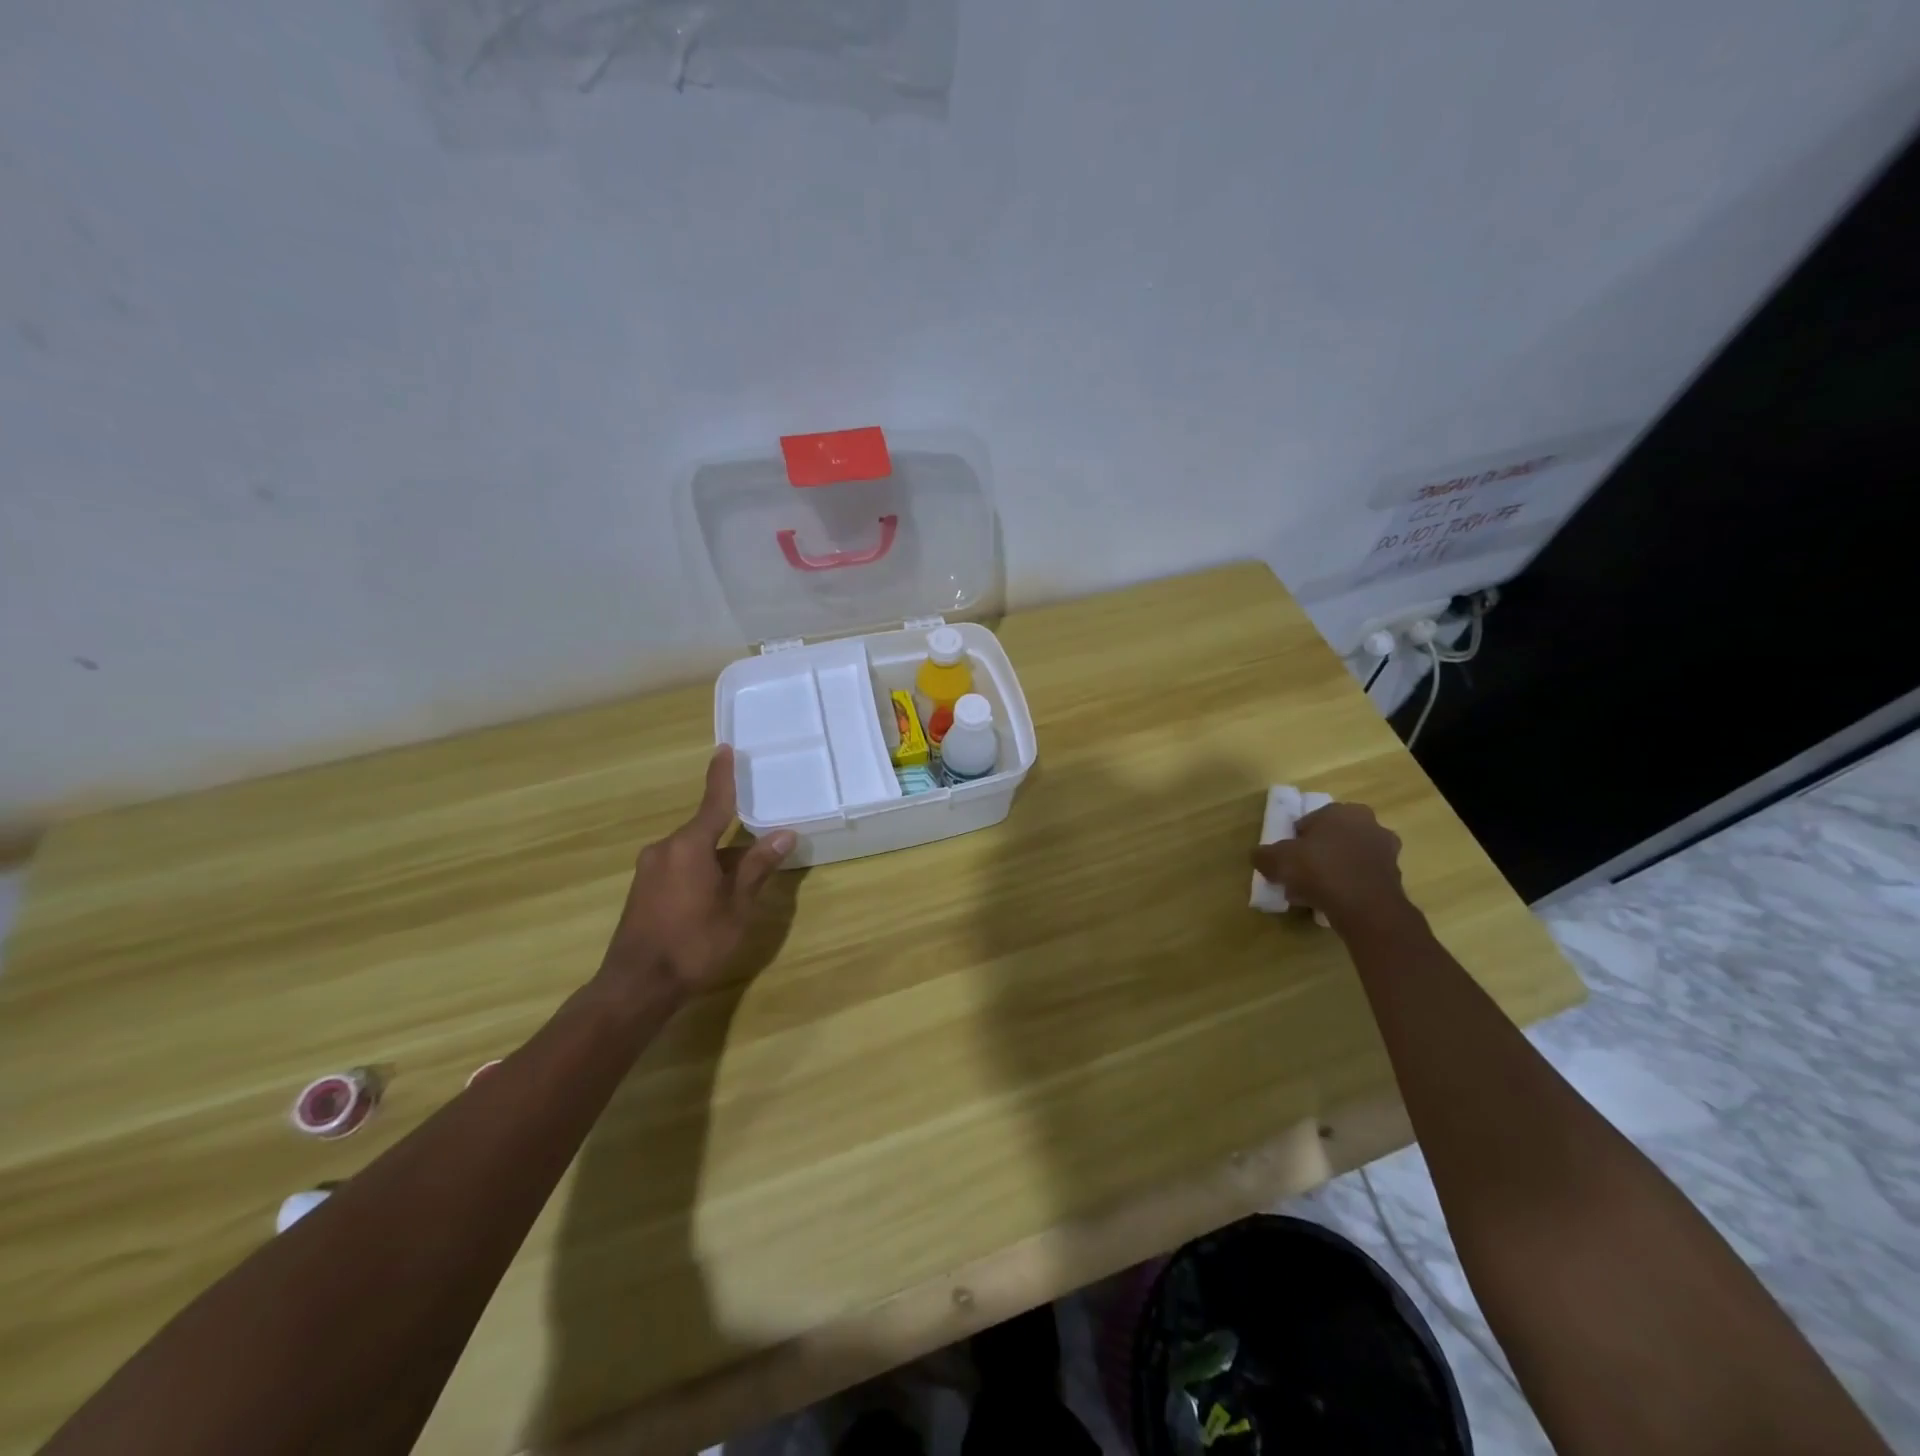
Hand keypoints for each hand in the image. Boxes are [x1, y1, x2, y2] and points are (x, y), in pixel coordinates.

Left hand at [599, 746, 795, 996]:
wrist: (637, 986)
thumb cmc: (694, 942)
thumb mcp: (737, 906)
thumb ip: (757, 867)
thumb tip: (784, 834)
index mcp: (689, 846)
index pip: (713, 803)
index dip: (722, 777)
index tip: (725, 750)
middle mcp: (664, 849)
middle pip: (706, 830)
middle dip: (733, 836)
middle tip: (761, 843)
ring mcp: (650, 870)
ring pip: (694, 852)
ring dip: (718, 858)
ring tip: (744, 879)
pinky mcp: (643, 890)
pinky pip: (680, 867)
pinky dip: (701, 871)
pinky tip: (716, 895)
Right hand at [1251, 801, 1407, 928]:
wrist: (1366, 908)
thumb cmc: (1320, 870)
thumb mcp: (1277, 860)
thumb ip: (1264, 855)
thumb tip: (1259, 856)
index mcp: (1342, 812)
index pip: (1310, 821)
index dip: (1295, 840)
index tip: (1286, 859)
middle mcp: (1369, 825)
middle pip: (1332, 840)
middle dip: (1316, 856)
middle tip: (1299, 876)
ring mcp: (1386, 852)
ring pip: (1347, 860)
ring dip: (1331, 872)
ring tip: (1312, 894)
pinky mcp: (1395, 878)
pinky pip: (1360, 879)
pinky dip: (1347, 887)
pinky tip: (1331, 903)